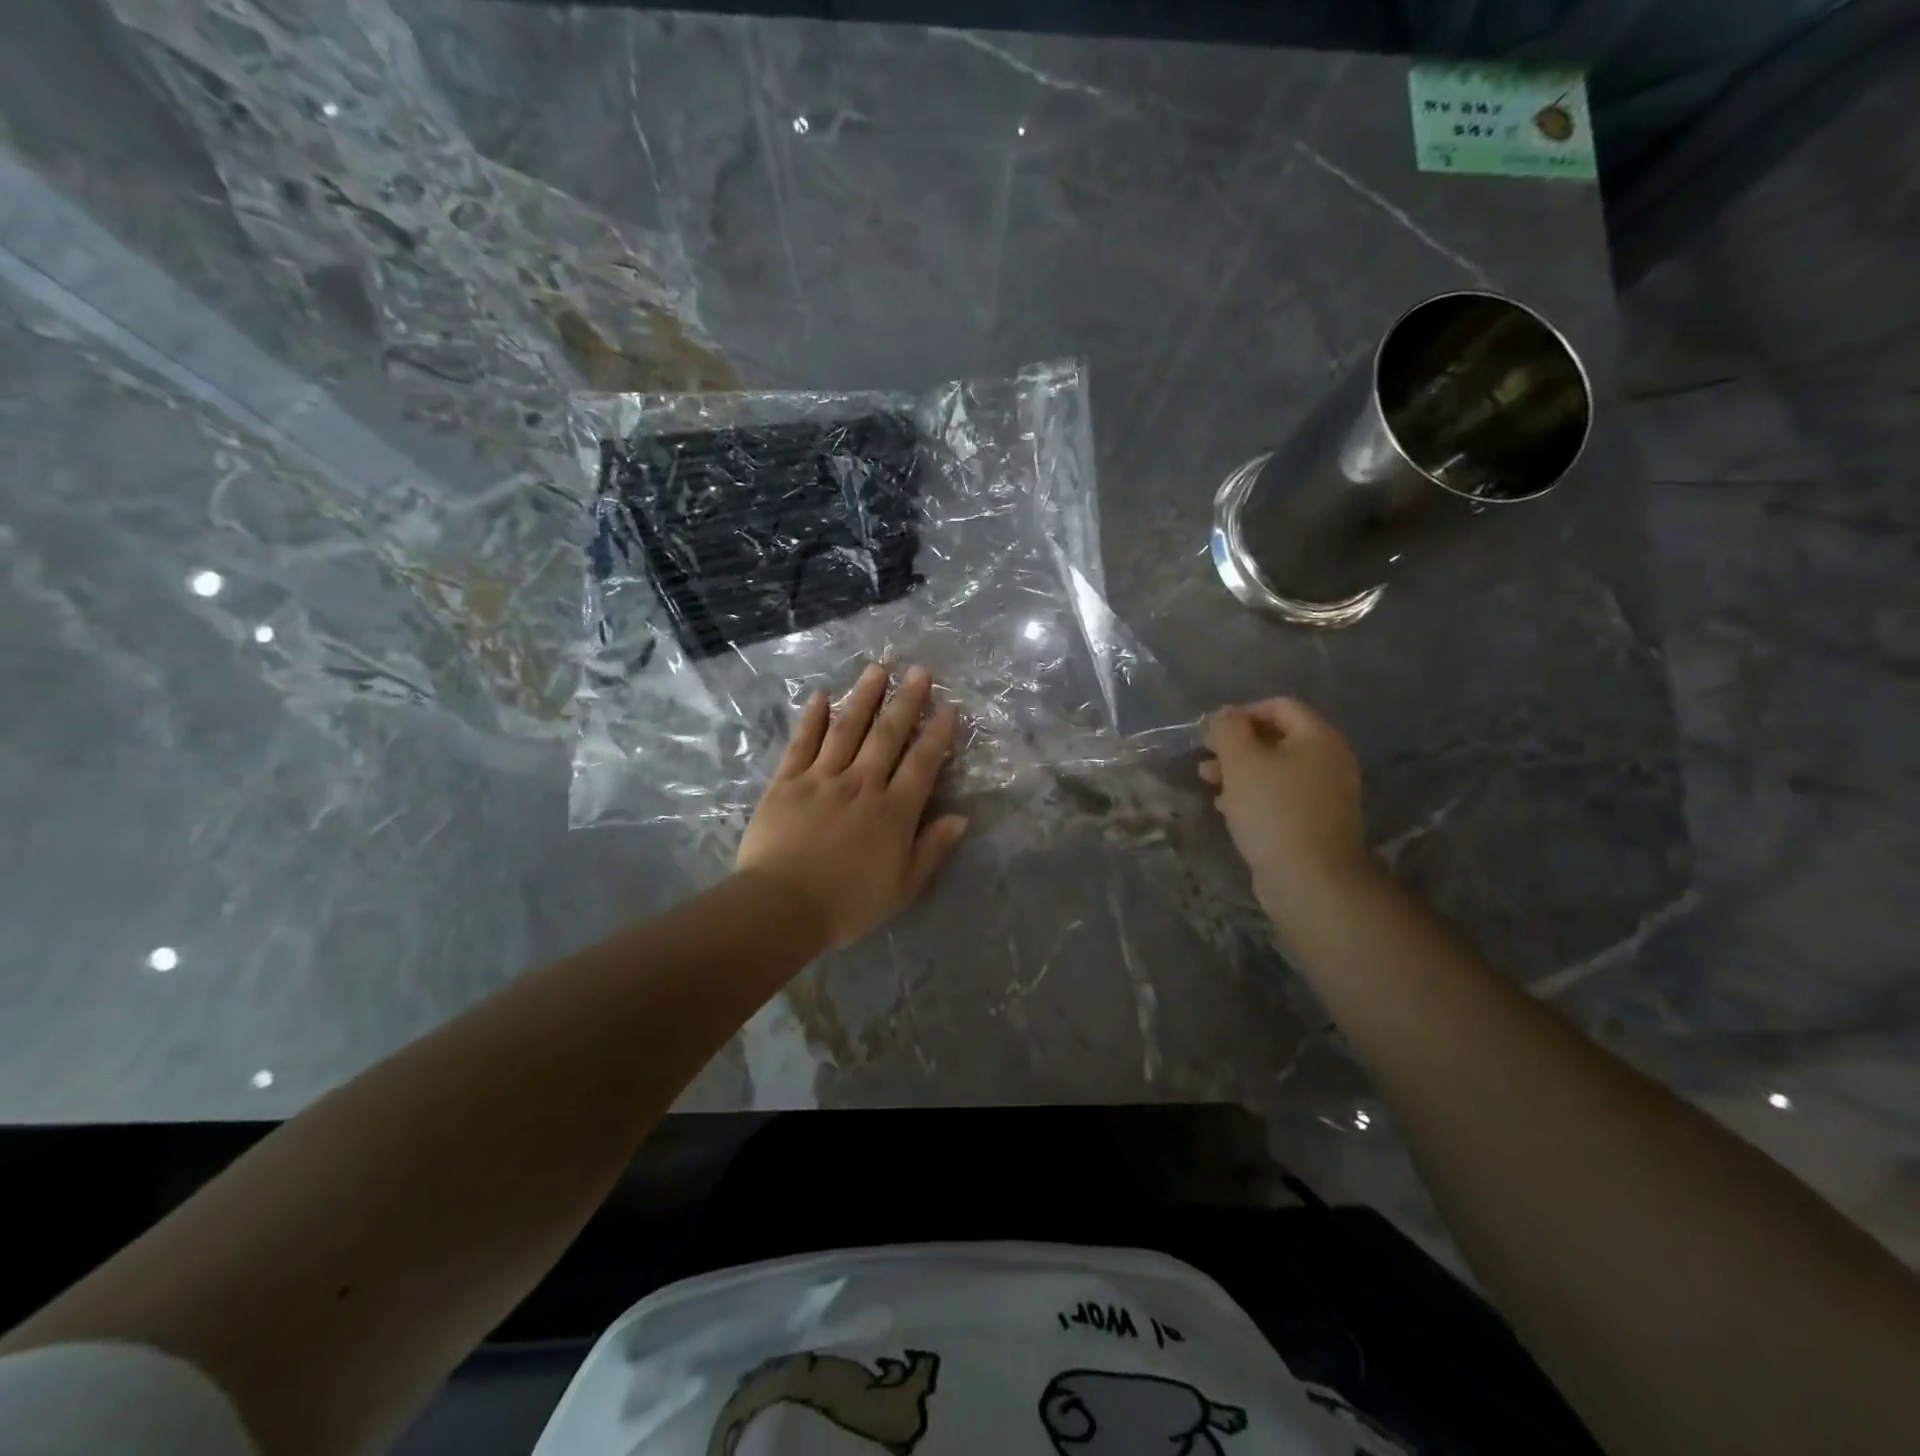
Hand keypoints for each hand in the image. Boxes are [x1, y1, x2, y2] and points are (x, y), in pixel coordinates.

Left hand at [737, 662, 969, 951]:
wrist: (781, 907)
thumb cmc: (847, 904)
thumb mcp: (903, 888)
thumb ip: (932, 849)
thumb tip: (961, 817)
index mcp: (893, 811)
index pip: (922, 762)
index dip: (937, 733)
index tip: (948, 707)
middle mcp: (862, 784)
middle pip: (887, 734)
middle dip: (906, 700)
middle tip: (919, 671)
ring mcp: (822, 778)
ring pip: (847, 728)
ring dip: (864, 696)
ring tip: (879, 667)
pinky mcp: (786, 781)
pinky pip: (802, 742)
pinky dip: (812, 718)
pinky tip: (820, 696)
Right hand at [1199, 697, 1375, 921]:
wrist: (1310, 880)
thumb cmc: (1273, 811)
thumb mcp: (1241, 762)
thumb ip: (1228, 730)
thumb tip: (1225, 714)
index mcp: (1318, 738)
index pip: (1279, 706)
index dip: (1242, 713)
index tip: (1212, 733)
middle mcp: (1329, 760)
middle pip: (1277, 738)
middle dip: (1237, 745)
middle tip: (1206, 759)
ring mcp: (1325, 794)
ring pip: (1275, 769)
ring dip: (1240, 771)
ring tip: (1208, 782)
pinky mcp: (1314, 822)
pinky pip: (1280, 796)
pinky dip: (1253, 795)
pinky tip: (1227, 809)